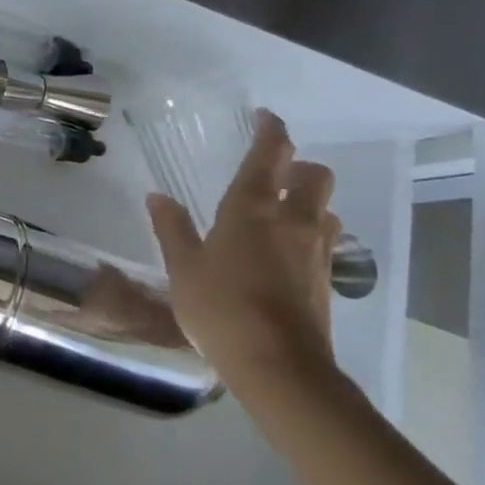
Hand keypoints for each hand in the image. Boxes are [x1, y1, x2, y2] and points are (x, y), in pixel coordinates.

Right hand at [145, 109, 342, 392]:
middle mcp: (292, 221)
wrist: (279, 366)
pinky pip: (325, 242)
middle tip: (274, 172)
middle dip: (298, 166)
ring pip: (325, 209)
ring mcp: (316, 252)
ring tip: (282, 213)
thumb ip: (172, 228)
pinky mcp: (327, 281)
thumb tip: (158, 196)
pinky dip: (310, 234)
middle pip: (314, 176)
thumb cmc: (220, 308)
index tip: (265, 118)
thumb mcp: (183, 267)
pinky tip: (287, 253)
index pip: (270, 155)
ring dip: (309, 202)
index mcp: (251, 209)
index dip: (271, 131)